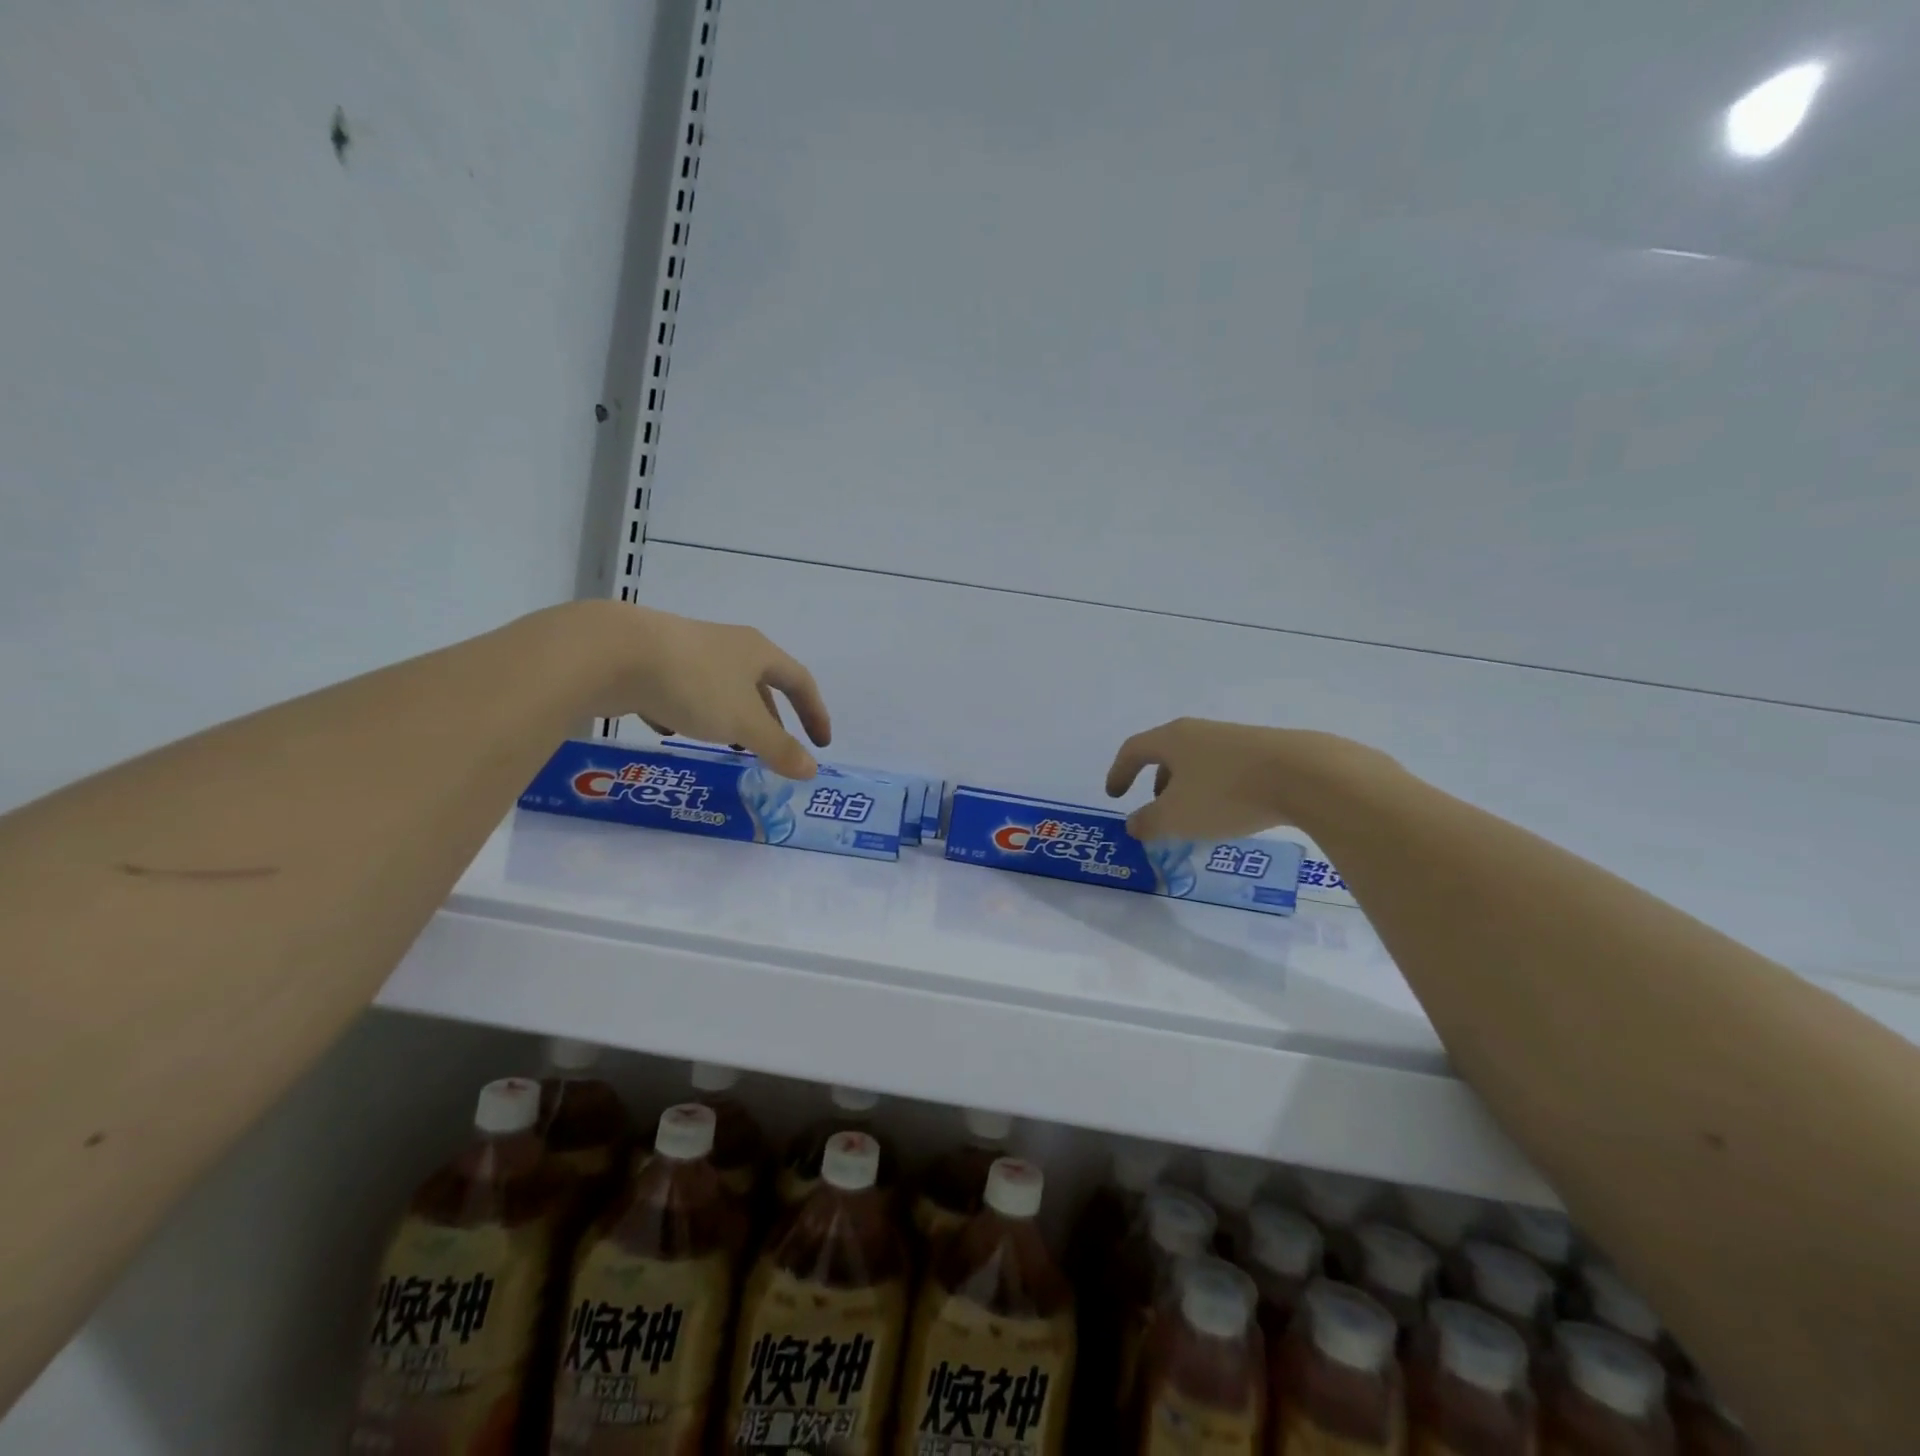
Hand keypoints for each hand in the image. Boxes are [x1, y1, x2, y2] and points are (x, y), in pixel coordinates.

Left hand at [595, 604, 831, 778]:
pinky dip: (686, 712)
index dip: (814, 713)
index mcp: (757, 652)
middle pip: (759, 684)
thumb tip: (811, 771)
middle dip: (768, 719)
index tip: (820, 743)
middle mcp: (727, 645)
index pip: (800, 681)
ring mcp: (687, 650)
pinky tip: (669, 729)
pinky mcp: (652, 661)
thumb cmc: (694, 684)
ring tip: (725, 744)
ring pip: (719, 688)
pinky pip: (681, 689)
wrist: (612, 653)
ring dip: (728, 718)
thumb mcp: (743, 722)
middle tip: (770, 748)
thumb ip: (778, 748)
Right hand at [1105, 718, 1386, 840]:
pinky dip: (1216, 788)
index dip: (1119, 772)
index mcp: (1172, 739)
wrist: (1305, 775)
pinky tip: (1231, 812)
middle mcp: (1200, 731)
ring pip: (1199, 762)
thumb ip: (1148, 823)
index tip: (1114, 795)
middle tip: (1157, 809)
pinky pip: (1226, 769)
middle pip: (1167, 753)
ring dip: (1188, 787)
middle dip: (1156, 782)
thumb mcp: (1176, 818)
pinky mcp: (1265, 750)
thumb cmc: (1226, 794)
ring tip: (1195, 817)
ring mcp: (1235, 738)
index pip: (1134, 750)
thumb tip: (1134, 824)